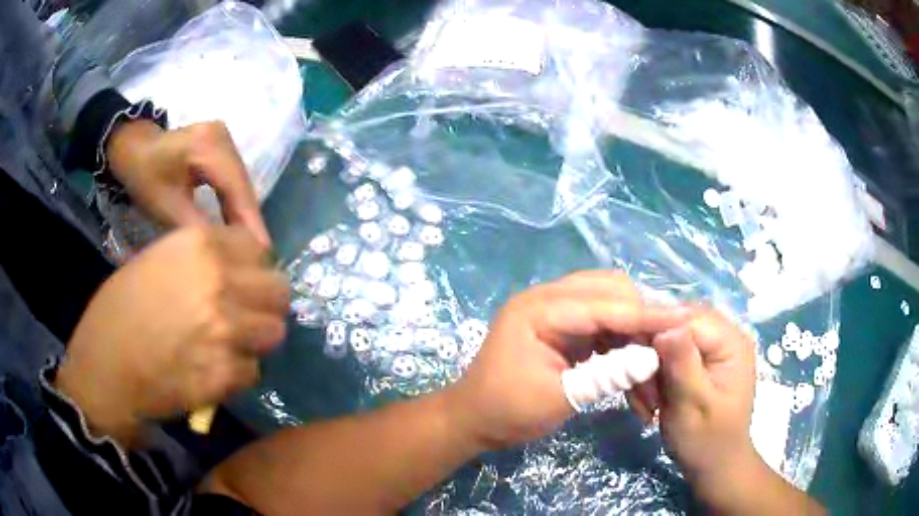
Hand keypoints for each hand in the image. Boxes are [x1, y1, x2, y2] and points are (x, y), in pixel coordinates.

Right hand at [57, 226, 288, 444]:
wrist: (105, 370)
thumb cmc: (118, 312)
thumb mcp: (155, 264)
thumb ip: (199, 263)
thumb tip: (234, 271)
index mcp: (198, 245)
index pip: (257, 249)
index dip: (252, 268)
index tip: (244, 281)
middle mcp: (218, 280)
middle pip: (278, 290)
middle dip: (266, 303)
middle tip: (247, 315)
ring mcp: (225, 329)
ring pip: (273, 332)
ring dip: (257, 339)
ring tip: (232, 345)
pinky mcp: (225, 374)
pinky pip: (253, 371)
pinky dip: (239, 374)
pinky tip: (214, 373)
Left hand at [106, 120, 269, 246]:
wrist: (132, 146)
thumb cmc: (143, 174)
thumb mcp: (165, 206)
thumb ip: (196, 228)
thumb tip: (226, 254)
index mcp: (208, 145)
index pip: (236, 188)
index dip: (250, 222)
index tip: (263, 256)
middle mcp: (223, 138)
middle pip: (243, 185)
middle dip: (250, 222)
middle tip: (261, 259)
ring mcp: (224, 140)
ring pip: (241, 184)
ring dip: (245, 216)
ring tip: (253, 249)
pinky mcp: (221, 147)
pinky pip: (233, 181)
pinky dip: (235, 205)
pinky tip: (238, 227)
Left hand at [444, 271, 688, 450]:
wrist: (474, 420)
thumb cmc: (508, 412)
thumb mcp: (560, 398)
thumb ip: (607, 375)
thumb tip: (652, 357)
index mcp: (539, 310)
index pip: (605, 304)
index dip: (647, 314)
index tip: (684, 319)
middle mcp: (547, 298)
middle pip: (611, 292)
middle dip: (643, 319)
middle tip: (669, 346)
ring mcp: (554, 310)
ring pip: (610, 306)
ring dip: (634, 332)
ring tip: (654, 362)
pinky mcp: (561, 326)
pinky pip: (601, 323)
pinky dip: (621, 342)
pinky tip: (635, 364)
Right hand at [628, 307, 763, 508]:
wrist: (714, 465)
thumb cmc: (707, 440)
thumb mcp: (693, 405)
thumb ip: (682, 364)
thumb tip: (664, 328)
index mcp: (731, 342)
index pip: (688, 317)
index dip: (655, 327)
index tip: (626, 351)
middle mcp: (723, 336)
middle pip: (675, 325)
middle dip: (650, 354)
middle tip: (638, 389)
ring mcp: (711, 348)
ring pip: (666, 340)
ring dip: (649, 370)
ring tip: (647, 404)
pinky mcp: (699, 361)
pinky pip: (667, 356)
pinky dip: (653, 377)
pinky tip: (651, 402)